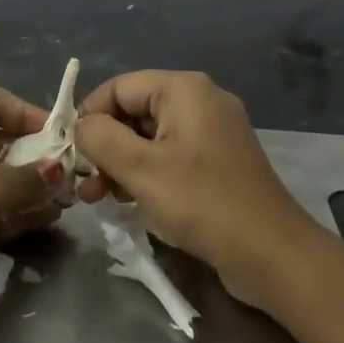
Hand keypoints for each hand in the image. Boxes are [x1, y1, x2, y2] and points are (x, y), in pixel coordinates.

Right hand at [75, 71, 319, 309]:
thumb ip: (101, 138)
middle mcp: (200, 100)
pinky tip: (128, 201)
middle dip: (104, 145)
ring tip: (98, 199)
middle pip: (134, 110)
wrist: (273, 255)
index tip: (70, 152)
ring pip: (150, 136)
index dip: (90, 115)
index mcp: (184, 89)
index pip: (119, 87)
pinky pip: (170, 155)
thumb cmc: (203, 202)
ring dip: (121, 163)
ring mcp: (212, 131)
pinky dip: (146, 173)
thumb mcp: (141, 169)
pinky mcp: (218, 161)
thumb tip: (82, 126)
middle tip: (84, 184)